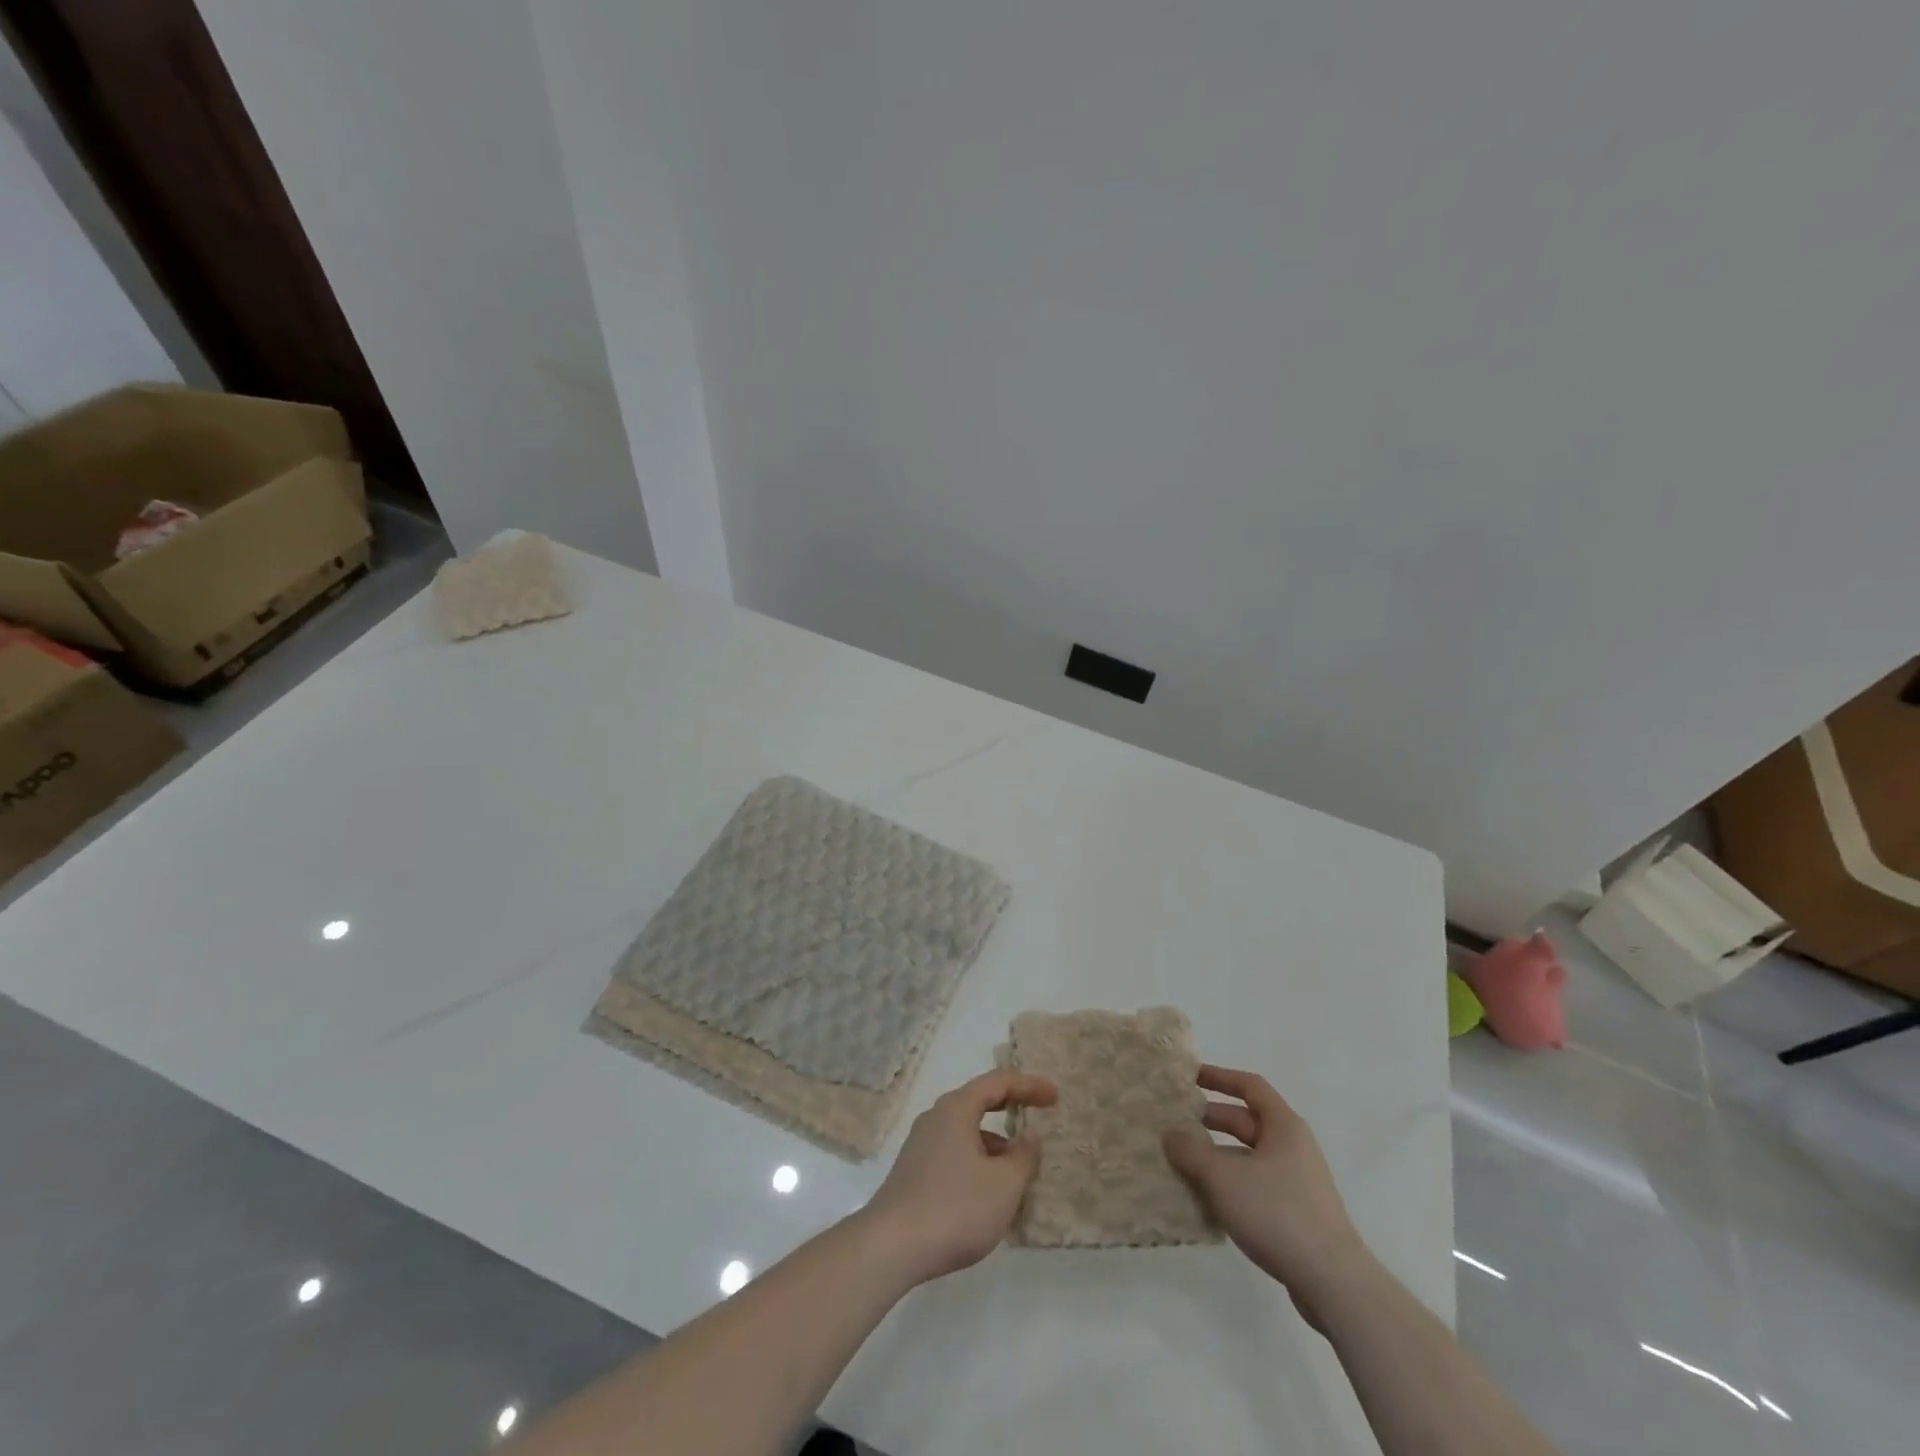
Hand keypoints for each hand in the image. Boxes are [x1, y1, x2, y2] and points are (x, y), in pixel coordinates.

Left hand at [859, 1070, 1057, 1285]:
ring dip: (996, 1144)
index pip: (998, 1082)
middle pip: (979, 1102)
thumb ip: (1023, 1157)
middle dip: (1011, 1109)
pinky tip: (991, 1195)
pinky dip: (979, 1163)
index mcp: (957, 1109)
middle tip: (1039, 1118)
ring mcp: (921, 1145)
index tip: (1055, 1096)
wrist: (891, 1247)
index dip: (1029, 1086)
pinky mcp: (914, 1172)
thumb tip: (1029, 1137)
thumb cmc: (955, 1208)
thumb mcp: (1003, 1185)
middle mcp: (936, 1117)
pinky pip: (955, 1154)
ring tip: (1021, 1171)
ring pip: (968, 1133)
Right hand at [1163, 1065, 1372, 1327]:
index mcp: (1284, 1126)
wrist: (1333, 1283)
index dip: (1219, 1077)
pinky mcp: (1295, 1214)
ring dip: (1216, 1156)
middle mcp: (1292, 1147)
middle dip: (1210, 1120)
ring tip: (1182, 1163)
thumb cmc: (1278, 1213)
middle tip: (1175, 1122)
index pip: (1250, 1085)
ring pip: (1248, 1156)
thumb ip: (1192, 1151)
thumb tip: (1170, 1134)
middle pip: (1246, 1121)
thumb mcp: (1224, 1178)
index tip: (1190, 1078)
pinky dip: (1230, 1184)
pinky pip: (1255, 1185)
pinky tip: (1206, 1200)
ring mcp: (1296, 1182)